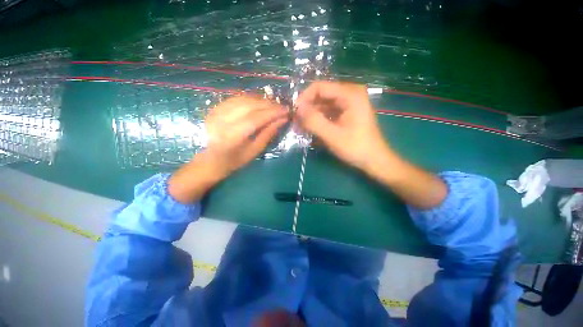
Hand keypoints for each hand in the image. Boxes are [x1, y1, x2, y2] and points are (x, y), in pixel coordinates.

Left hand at [204, 95, 287, 174]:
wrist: (211, 160)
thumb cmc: (235, 160)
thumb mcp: (255, 151)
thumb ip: (268, 134)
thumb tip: (282, 120)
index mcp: (231, 137)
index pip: (255, 119)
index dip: (272, 113)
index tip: (286, 111)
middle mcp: (222, 121)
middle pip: (249, 106)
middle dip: (268, 104)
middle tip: (282, 107)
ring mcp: (216, 113)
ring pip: (243, 99)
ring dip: (261, 100)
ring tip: (273, 105)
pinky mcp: (215, 109)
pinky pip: (236, 99)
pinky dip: (250, 99)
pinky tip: (259, 103)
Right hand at [295, 81, 390, 171]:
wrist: (374, 159)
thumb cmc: (356, 148)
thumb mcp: (332, 135)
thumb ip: (314, 121)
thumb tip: (297, 109)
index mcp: (350, 94)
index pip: (319, 87)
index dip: (304, 98)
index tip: (294, 113)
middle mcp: (350, 93)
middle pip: (321, 95)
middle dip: (307, 108)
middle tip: (295, 122)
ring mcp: (349, 102)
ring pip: (323, 103)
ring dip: (311, 114)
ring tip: (300, 127)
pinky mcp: (347, 112)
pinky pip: (328, 111)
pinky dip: (319, 118)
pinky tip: (311, 128)